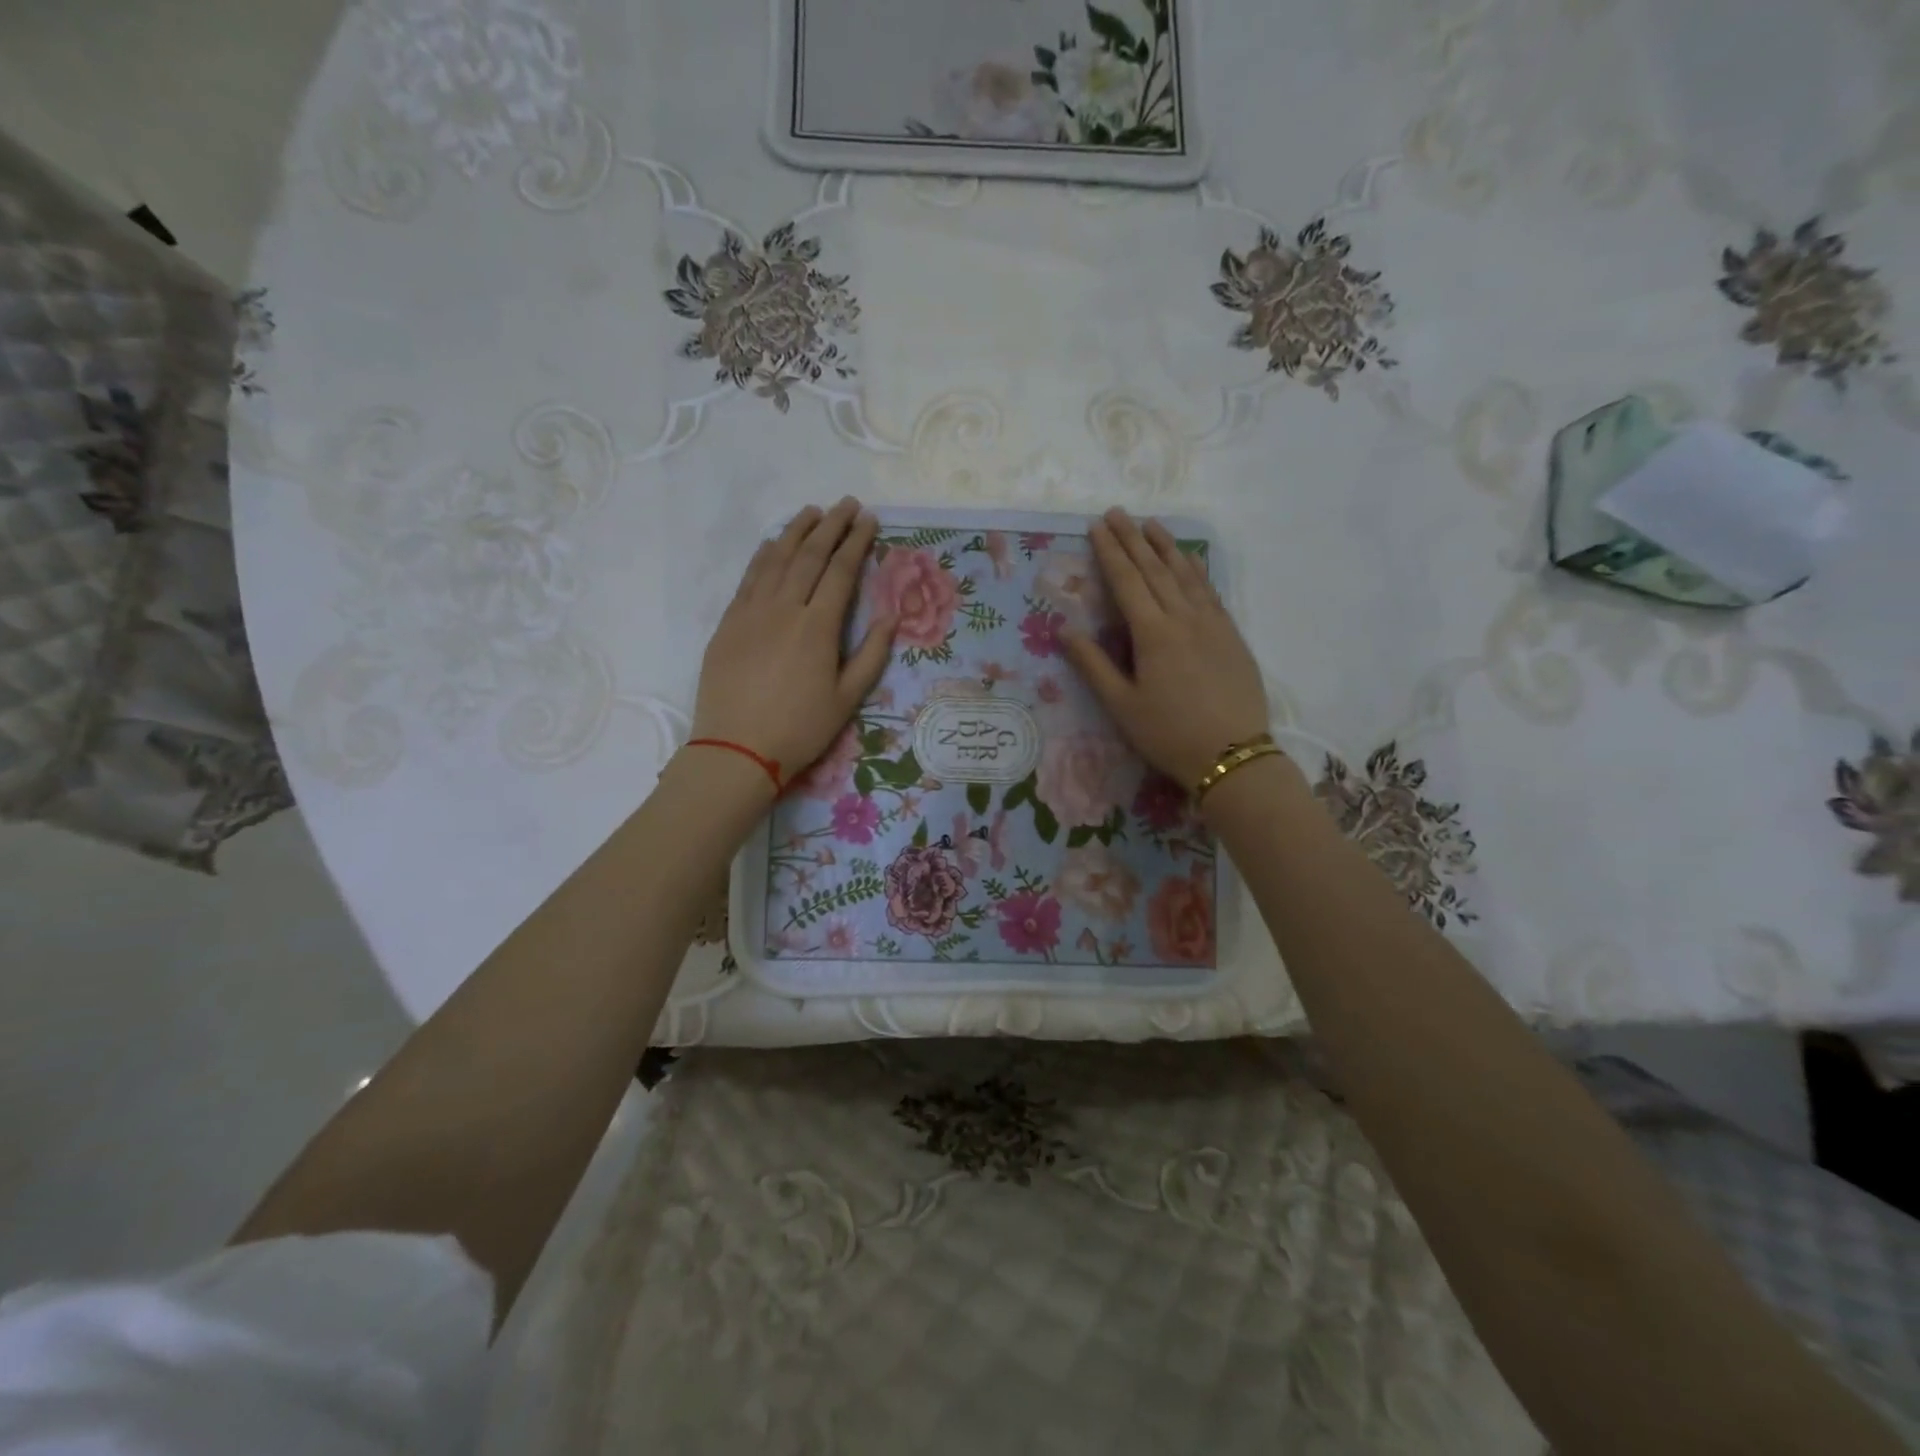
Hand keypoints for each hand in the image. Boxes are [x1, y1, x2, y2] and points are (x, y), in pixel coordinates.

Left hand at [690, 498, 895, 785]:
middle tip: (846, 504)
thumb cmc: (800, 729)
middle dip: (831, 526)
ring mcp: (751, 612)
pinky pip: (749, 577)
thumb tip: (892, 616)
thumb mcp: (847, 699)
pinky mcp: (729, 622)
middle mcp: (784, 608)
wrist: (736, 749)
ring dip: (796, 531)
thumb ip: (871, 654)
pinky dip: (764, 554)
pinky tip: (773, 543)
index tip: (868, 519)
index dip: (857, 542)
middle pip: (809, 555)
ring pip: (776, 559)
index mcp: (818, 627)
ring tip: (813, 511)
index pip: (841, 571)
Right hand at [1062, 508, 1270, 787]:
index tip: (1097, 526)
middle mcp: (1183, 618)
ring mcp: (1212, 624)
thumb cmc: (1168, 734)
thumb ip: (1093, 665)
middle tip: (1118, 512)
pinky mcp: (1231, 635)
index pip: (1126, 582)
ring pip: (1185, 574)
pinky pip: (1210, 591)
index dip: (1110, 552)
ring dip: (1166, 547)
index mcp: (1153, 634)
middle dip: (1133, 539)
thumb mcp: (1122, 705)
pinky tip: (1191, 559)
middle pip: (1154, 570)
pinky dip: (1197, 570)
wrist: (1232, 755)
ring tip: (1151, 524)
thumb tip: (1064, 630)